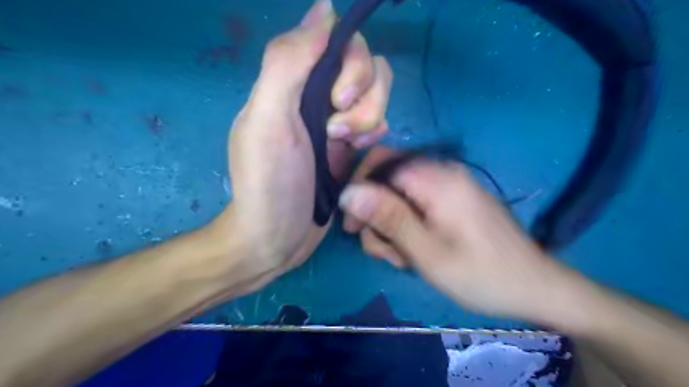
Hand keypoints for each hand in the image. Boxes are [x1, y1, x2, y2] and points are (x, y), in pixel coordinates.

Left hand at [217, 0, 394, 290]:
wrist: (277, 237)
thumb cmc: (270, 183)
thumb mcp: (269, 121)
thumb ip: (287, 62)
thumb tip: (323, 8)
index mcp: (294, 83)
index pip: (341, 45)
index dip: (352, 67)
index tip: (337, 101)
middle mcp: (317, 96)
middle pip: (367, 69)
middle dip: (363, 100)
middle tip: (338, 133)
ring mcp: (337, 121)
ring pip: (378, 96)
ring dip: (370, 120)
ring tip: (346, 147)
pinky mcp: (350, 146)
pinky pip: (380, 123)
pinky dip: (375, 134)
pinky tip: (357, 152)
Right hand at [339, 148, 576, 319]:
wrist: (534, 287)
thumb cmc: (481, 275)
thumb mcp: (427, 251)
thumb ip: (388, 217)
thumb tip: (349, 192)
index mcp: (437, 179)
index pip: (379, 163)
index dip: (359, 191)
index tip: (354, 226)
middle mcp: (441, 173)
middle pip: (387, 180)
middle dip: (376, 216)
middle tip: (385, 252)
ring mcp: (448, 187)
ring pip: (399, 195)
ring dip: (391, 227)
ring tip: (403, 258)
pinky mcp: (452, 201)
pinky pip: (416, 204)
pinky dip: (407, 226)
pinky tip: (414, 251)